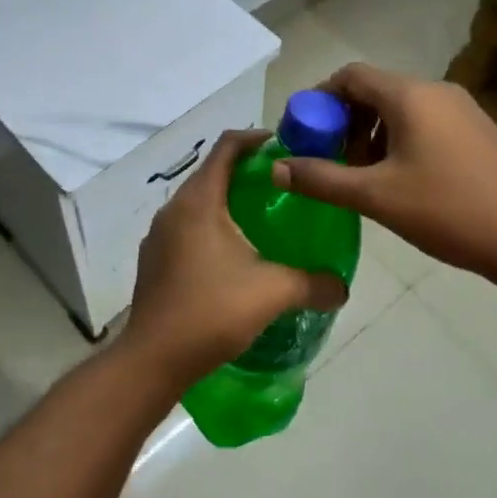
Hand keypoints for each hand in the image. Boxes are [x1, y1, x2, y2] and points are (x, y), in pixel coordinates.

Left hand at [120, 130, 348, 385]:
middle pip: (211, 172)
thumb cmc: (212, 311)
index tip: (284, 146)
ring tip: (261, 219)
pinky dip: (211, 225)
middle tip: (281, 185)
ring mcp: (159, 235)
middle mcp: (173, 209)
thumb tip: (343, 287)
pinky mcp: (154, 259)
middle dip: (245, 171)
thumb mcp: (272, 293)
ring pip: (197, 202)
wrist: (153, 358)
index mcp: (199, 202)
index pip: (226, 147)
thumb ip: (313, 284)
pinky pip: (186, 227)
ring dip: (227, 200)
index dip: (255, 139)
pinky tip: (233, 255)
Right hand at [272, 63, 496, 289]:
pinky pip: (425, 123)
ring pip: (400, 109)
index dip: (318, 99)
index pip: (350, 75)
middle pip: (374, 90)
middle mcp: (437, 91)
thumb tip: (276, 168)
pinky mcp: (478, 132)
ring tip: (361, 176)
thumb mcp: (376, 197)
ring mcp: (463, 110)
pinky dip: (399, 141)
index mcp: (410, 96)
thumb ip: (322, 179)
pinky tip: (399, 181)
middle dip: (343, 122)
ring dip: (370, 134)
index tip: (302, 133)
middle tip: (328, 161)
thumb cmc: (450, 211)